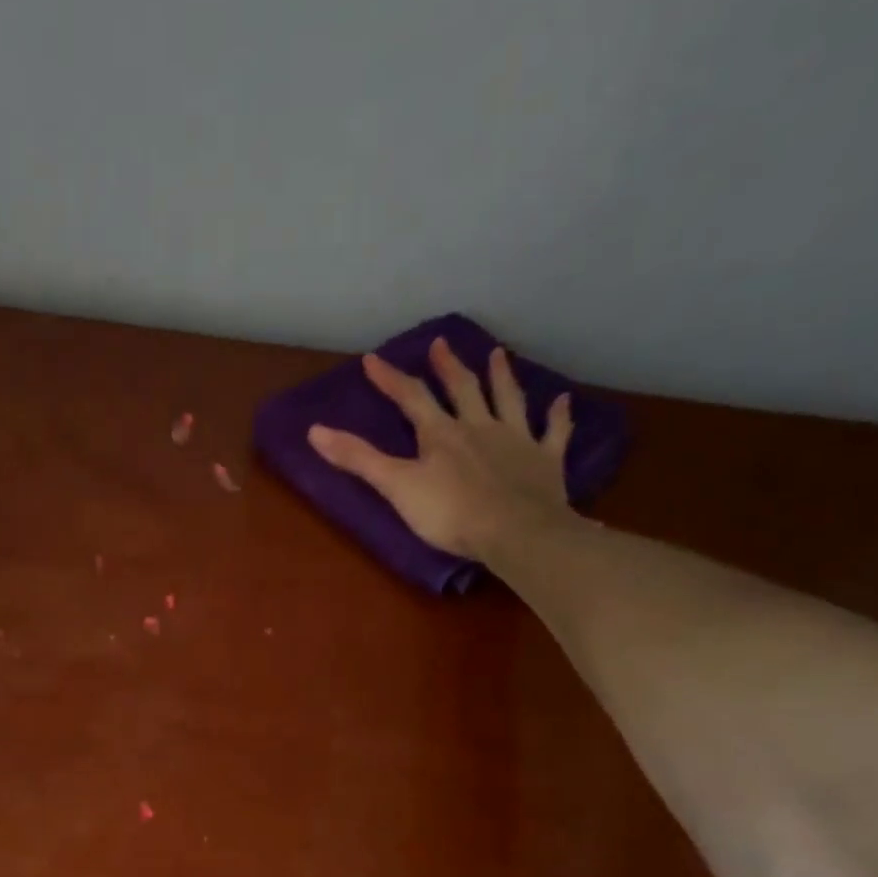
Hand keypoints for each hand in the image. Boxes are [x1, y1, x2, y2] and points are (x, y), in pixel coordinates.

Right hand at [307, 339, 577, 564]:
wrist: (515, 532)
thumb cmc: (450, 514)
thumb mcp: (396, 487)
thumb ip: (358, 459)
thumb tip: (314, 431)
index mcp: (441, 434)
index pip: (411, 398)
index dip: (390, 379)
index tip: (372, 359)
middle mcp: (479, 427)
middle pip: (463, 389)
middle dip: (449, 367)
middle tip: (442, 344)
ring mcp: (516, 441)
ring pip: (508, 400)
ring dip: (502, 377)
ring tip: (498, 354)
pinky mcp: (545, 462)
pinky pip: (554, 433)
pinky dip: (558, 416)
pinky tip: (562, 401)